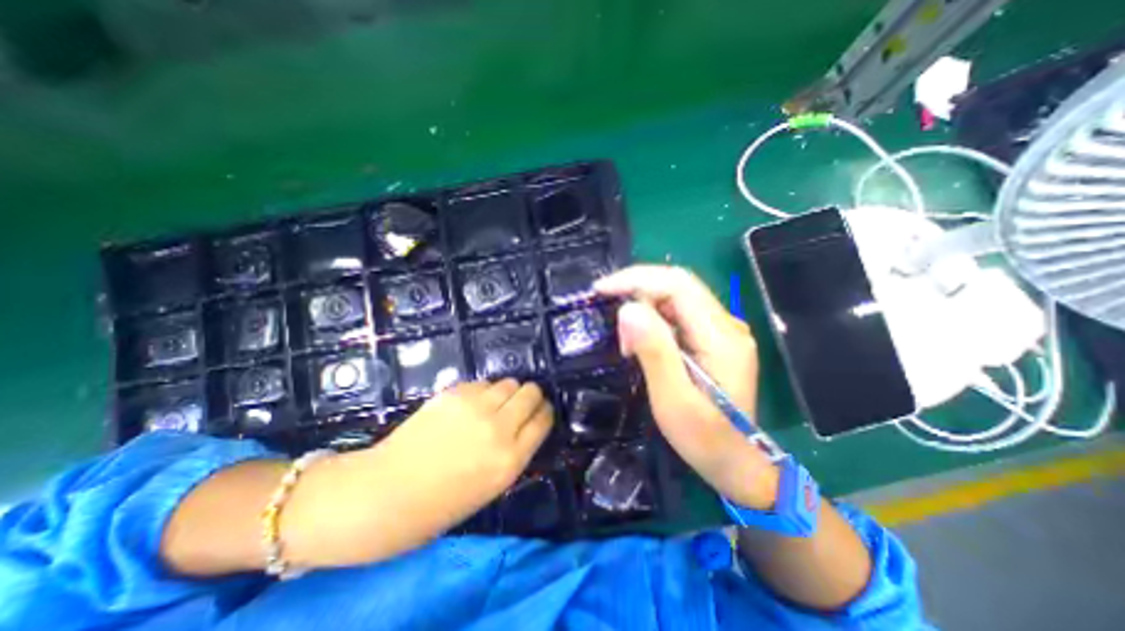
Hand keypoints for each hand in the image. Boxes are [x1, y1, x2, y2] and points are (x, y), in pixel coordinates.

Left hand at [280, 379, 551, 565]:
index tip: (540, 411)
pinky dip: (483, 391)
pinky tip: (470, 405)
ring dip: (507, 392)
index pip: (544, 420)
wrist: (386, 492)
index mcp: (510, 460)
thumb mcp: (491, 486)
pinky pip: (483, 383)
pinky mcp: (454, 393)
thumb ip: (514, 452)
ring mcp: (476, 407)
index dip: (544, 412)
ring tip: (494, 404)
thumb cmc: (439, 502)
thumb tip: (526, 424)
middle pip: (531, 392)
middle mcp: (499, 428)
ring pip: (509, 382)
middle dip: (531, 396)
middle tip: (520, 404)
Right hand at [597, 264, 773, 508]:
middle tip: (615, 325)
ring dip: (644, 310)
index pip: (677, 285)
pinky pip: (678, 315)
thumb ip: (654, 352)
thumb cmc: (705, 439)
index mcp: (721, 337)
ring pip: (676, 298)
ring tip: (628, 344)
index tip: (602, 289)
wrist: (737, 464)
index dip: (637, 280)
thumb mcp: (673, 400)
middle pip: (677, 286)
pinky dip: (653, 321)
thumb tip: (629, 309)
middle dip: (637, 293)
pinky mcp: (714, 339)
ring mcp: (723, 330)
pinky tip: (643, 344)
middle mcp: (727, 324)